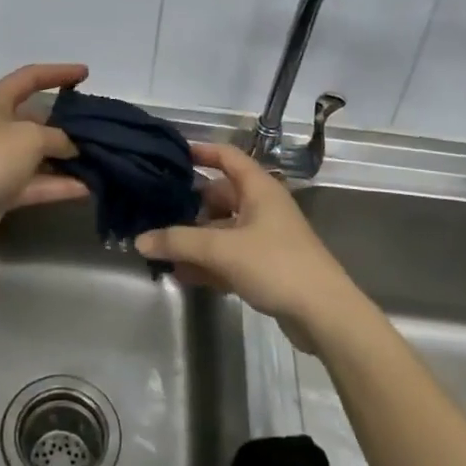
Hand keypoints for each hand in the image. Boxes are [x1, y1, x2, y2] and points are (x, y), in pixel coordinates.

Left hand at [0, 63, 89, 256]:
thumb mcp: (30, 137)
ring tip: (99, 159)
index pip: (30, 78)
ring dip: (65, 158)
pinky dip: (59, 185)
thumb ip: (57, 137)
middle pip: (36, 119)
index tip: (85, 73)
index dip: (58, 73)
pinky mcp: (2, 191)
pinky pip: (36, 183)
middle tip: (98, 127)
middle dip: (66, 123)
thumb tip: (70, 146)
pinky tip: (87, 188)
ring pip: (38, 155)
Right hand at [135, 142, 367, 351]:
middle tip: (156, 211)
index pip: (227, 156)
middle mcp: (262, 207)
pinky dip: (208, 262)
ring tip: (162, 249)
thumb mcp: (222, 249)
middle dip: (189, 205)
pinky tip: (182, 275)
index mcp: (258, 189)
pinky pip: (229, 257)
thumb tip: (140, 240)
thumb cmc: (276, 265)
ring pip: (222, 230)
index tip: (172, 155)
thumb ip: (178, 242)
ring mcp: (265, 238)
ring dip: (195, 239)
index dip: (201, 151)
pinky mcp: (266, 267)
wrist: (325, 315)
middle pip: (219, 196)